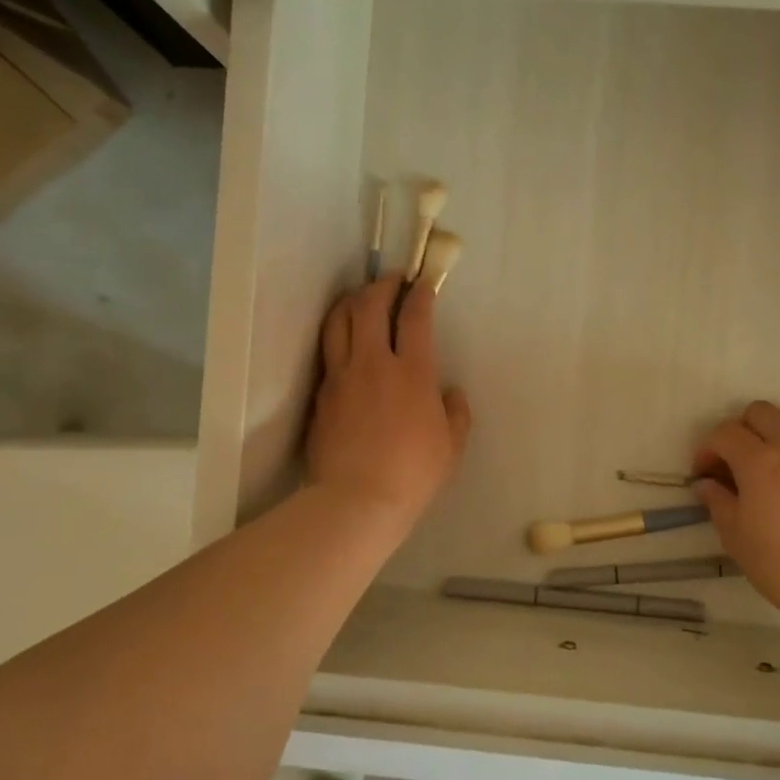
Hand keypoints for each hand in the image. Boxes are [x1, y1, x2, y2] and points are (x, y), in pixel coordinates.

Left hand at [308, 274, 471, 533]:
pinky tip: (345, 341)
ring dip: (352, 301)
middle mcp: (374, 363)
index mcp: (413, 372)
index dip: (420, 293)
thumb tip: (450, 393)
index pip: (415, 316)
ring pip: (339, 321)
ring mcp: (342, 376)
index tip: (424, 283)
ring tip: (361, 298)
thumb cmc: (414, 473)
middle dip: (383, 285)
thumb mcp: (452, 445)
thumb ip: (456, 412)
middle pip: (370, 306)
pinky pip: (328, 352)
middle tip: (392, 280)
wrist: (358, 499)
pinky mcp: (322, 394)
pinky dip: (338, 335)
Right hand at [692, 401, 779, 624]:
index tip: (706, 472)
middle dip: (741, 430)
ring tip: (775, 458)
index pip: (724, 433)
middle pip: (760, 412)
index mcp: (759, 461)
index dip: (708, 449)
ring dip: (778, 429)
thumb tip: (706, 483)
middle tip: (737, 461)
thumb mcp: (735, 536)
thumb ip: (718, 501)